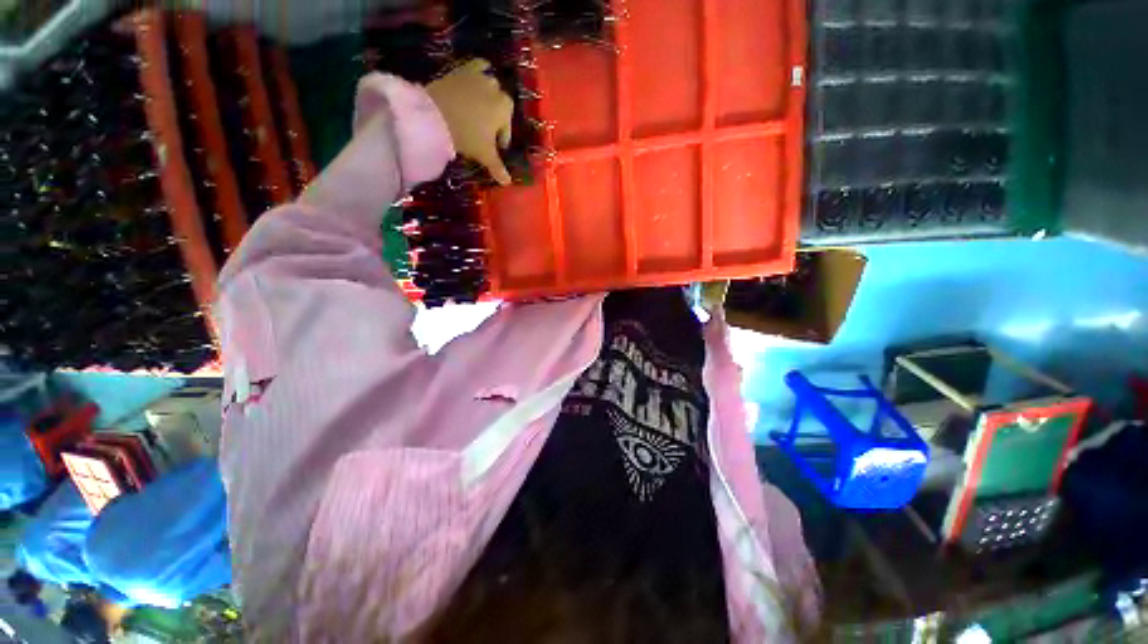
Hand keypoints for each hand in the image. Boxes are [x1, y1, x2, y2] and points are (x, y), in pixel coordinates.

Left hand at [426, 59, 514, 184]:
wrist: (434, 114)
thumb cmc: (466, 135)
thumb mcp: (484, 154)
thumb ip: (498, 168)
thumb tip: (508, 183)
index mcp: (505, 108)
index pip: (506, 127)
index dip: (501, 139)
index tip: (495, 147)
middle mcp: (496, 88)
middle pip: (499, 105)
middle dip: (495, 117)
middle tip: (485, 130)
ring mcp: (479, 76)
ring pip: (490, 83)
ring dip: (488, 94)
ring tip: (479, 106)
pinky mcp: (462, 68)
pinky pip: (476, 66)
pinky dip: (478, 72)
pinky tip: (473, 81)